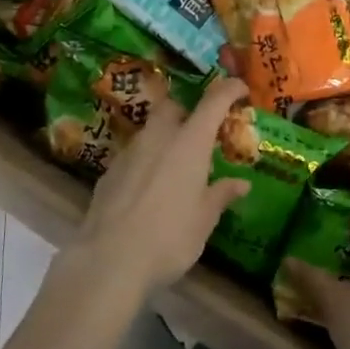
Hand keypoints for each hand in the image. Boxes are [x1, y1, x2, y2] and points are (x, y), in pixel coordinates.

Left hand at [59, 78, 251, 299]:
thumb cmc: (169, 237)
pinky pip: (133, 155)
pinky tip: (149, 190)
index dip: (228, 89)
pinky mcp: (108, 172)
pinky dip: (146, 162)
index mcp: (189, 143)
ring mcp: (129, 152)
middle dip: (188, 112)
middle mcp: (158, 138)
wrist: (109, 259)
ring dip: (165, 138)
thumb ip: (221, 195)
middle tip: (201, 135)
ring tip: (176, 167)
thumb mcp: (204, 220)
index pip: (213, 102)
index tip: (240, 89)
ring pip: (150, 131)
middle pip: (173, 107)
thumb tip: (241, 183)